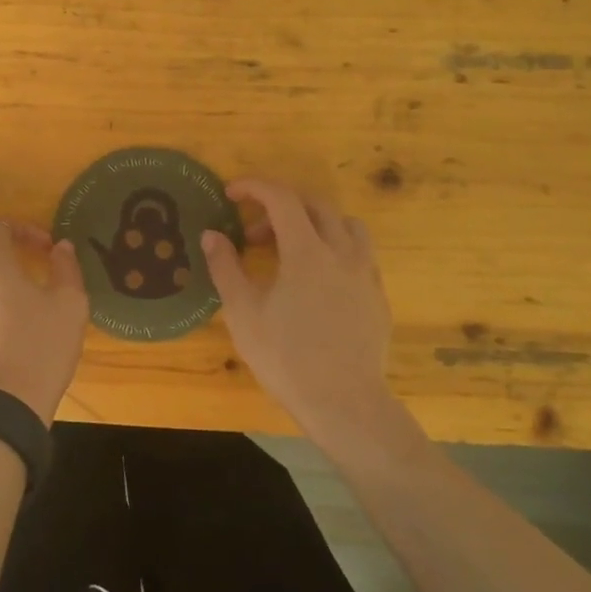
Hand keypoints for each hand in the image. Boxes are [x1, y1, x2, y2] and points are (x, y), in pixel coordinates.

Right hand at [201, 179, 400, 448]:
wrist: (345, 404)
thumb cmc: (286, 357)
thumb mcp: (243, 313)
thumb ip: (226, 267)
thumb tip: (212, 235)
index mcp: (307, 251)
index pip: (282, 198)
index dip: (254, 187)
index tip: (231, 193)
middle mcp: (342, 252)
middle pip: (315, 205)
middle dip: (280, 206)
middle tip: (254, 233)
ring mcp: (365, 274)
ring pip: (346, 225)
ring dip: (315, 223)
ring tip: (291, 248)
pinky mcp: (377, 296)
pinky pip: (359, 253)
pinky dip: (334, 249)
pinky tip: (317, 281)